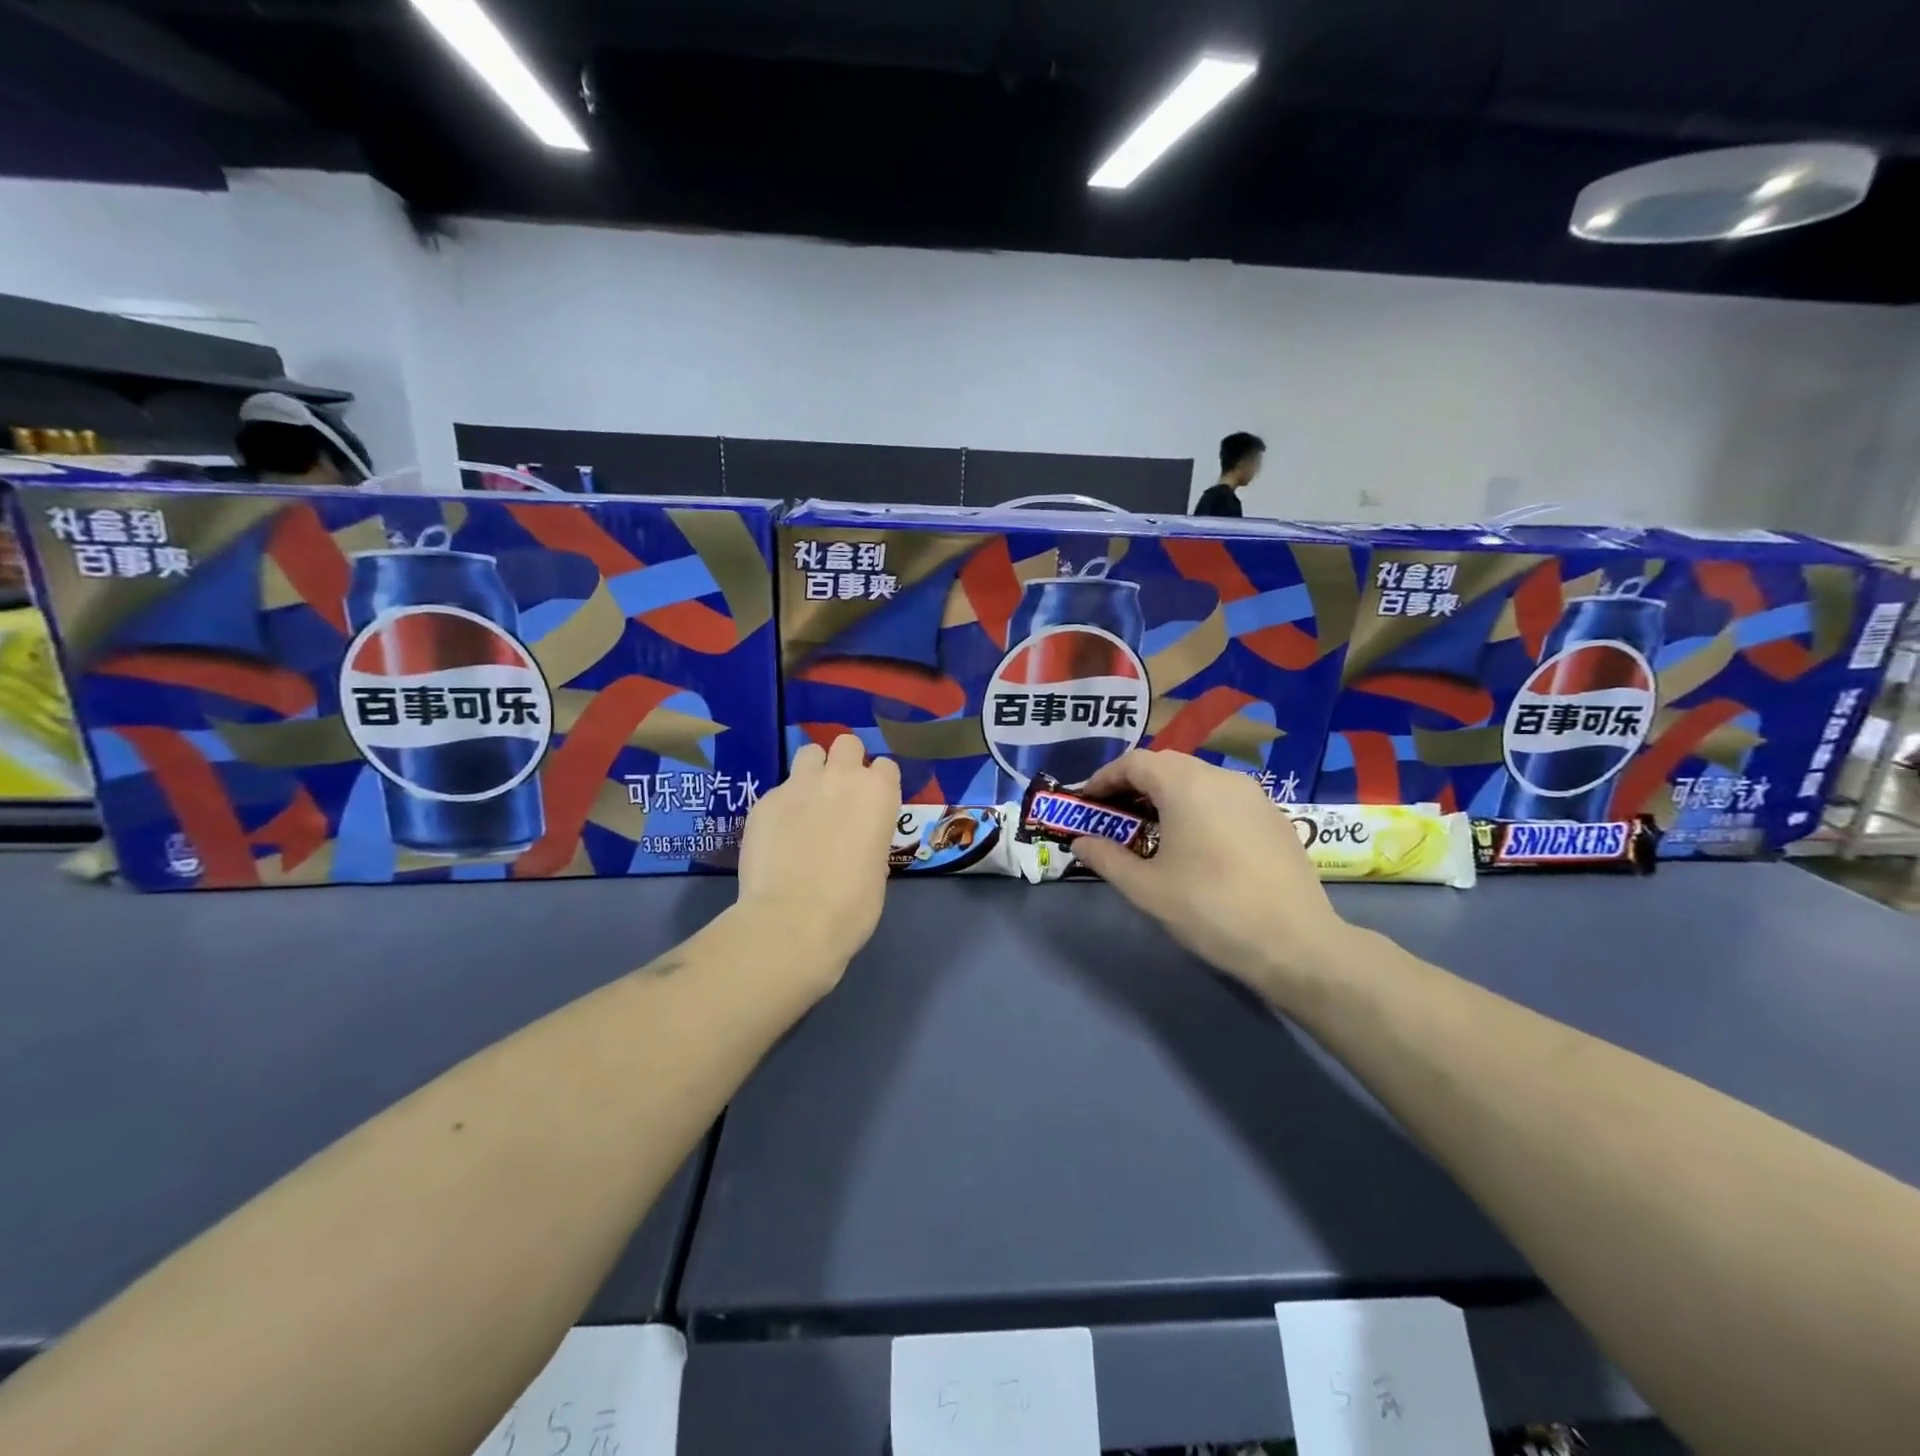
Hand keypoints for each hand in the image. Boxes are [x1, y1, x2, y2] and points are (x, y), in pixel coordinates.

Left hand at [735, 734, 900, 976]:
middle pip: (847, 744)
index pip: (886, 766)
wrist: (792, 921)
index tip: (872, 806)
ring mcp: (798, 785)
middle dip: (845, 762)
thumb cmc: (851, 905)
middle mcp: (840, 778)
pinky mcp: (763, 801)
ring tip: (807, 803)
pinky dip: (782, 807)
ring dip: (812, 772)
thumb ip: (870, 837)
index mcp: (878, 793)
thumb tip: (856, 838)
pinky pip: (778, 791)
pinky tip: (778, 836)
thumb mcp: (877, 868)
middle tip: (839, 795)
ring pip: (809, 754)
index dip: (879, 784)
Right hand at [1068, 751, 1352, 1006]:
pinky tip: (1196, 843)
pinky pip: (1224, 797)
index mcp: (1185, 785)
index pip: (1134, 762)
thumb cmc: (1210, 909)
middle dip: (1134, 785)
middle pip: (1166, 765)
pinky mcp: (1274, 816)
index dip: (1105, 778)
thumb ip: (1106, 858)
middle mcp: (1221, 777)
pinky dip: (1198, 806)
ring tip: (1152, 830)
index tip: (1087, 802)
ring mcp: (1253, 795)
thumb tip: (1080, 842)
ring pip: (1198, 779)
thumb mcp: (1146, 888)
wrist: (1296, 943)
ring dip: (1167, 795)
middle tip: (1115, 816)